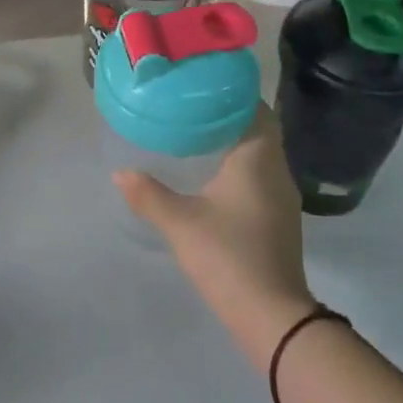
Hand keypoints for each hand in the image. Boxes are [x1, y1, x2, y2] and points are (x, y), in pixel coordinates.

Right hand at [114, 106, 315, 371]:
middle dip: (228, 116)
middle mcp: (277, 169)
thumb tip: (120, 173)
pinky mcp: (280, 218)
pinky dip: (240, 166)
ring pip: (261, 154)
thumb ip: (148, 194)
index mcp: (258, 158)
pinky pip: (261, 175)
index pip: (255, 109)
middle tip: (191, 108)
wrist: (272, 316)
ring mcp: (282, 196)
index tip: (202, 85)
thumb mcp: (180, 223)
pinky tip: (213, 176)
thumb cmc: (228, 255)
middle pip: (258, 129)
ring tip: (197, 135)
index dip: (233, 94)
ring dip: (235, 142)